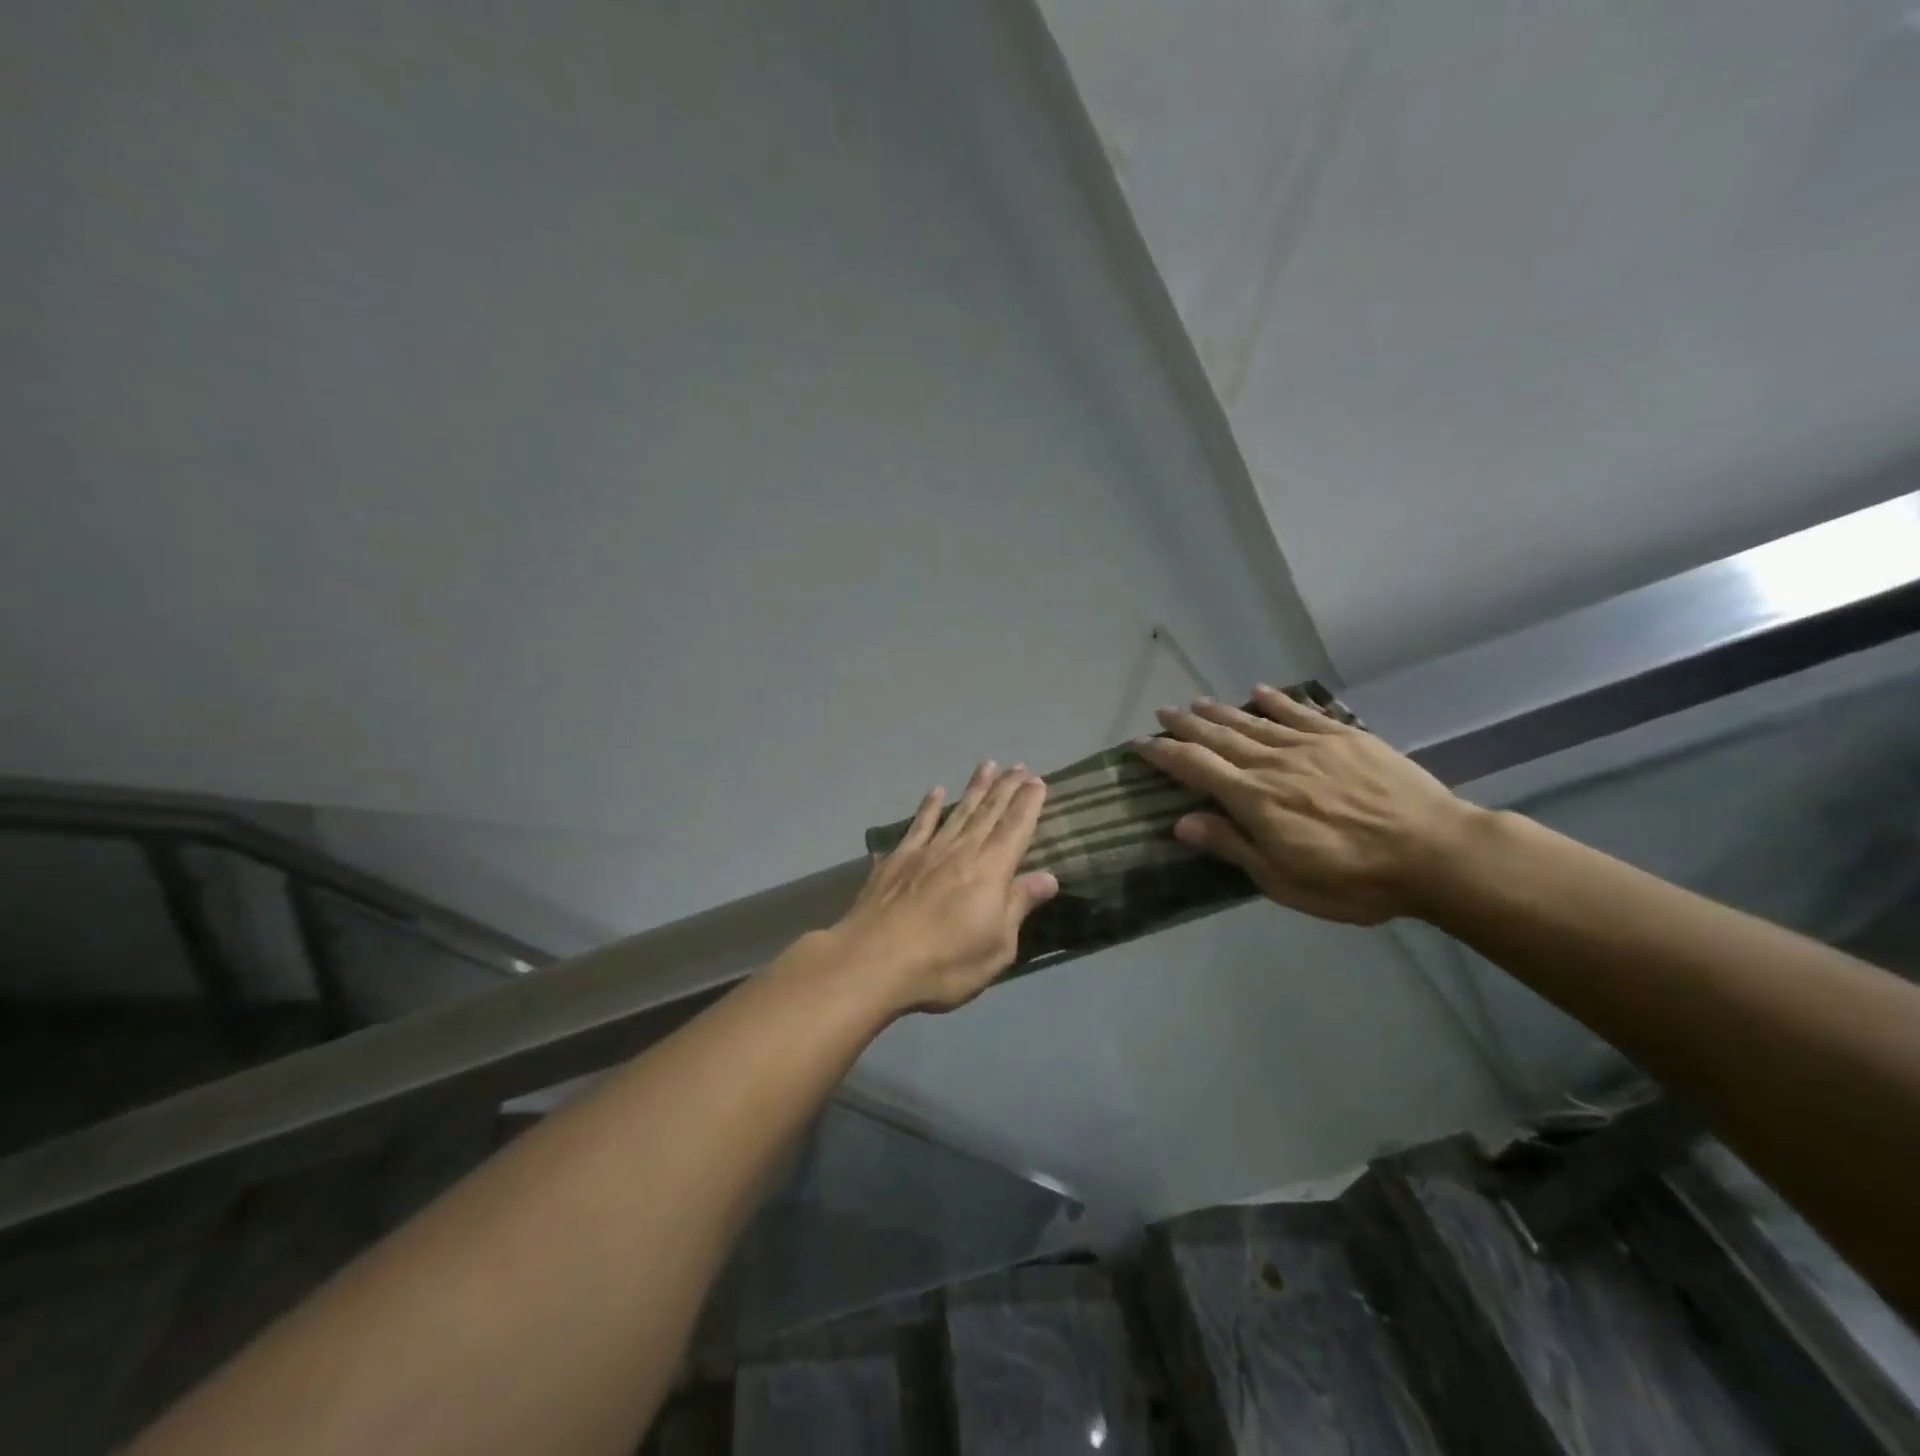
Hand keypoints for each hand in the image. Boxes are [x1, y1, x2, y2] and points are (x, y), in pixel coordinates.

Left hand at [831, 762, 1059, 1013]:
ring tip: (987, 766)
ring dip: (974, 788)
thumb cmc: (945, 962)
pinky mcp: (897, 859)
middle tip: (1019, 766)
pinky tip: (935, 791)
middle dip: (1006, 788)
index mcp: (991, 870)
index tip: (1038, 781)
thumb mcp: (997, 946)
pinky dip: (928, 806)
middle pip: (988, 812)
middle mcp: (961, 851)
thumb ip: (1018, 905)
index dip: (1028, 804)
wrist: (874, 960)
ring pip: (957, 811)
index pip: (1015, 828)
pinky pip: (919, 824)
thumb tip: (1048, 877)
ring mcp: (927, 851)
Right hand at [1131, 685, 1479, 924]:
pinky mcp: (1345, 737)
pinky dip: (1276, 700)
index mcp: (1254, 799)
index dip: (1163, 753)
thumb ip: (1232, 845)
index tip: (1139, 743)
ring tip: (1197, 702)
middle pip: (1219, 738)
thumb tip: (1181, 822)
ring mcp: (1310, 746)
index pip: (1195, 767)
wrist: (1436, 853)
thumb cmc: (1354, 879)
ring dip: (1221, 711)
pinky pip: (1300, 713)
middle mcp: (1273, 763)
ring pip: (1253, 722)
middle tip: (1162, 713)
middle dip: (1186, 726)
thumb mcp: (1284, 880)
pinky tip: (1259, 691)